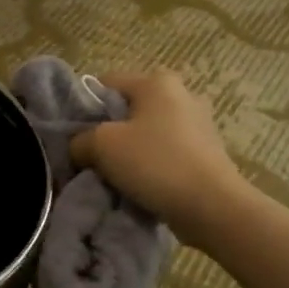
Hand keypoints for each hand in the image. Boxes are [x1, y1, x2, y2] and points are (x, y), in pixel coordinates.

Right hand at [69, 70, 246, 237]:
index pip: (105, 83)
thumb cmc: (155, 163)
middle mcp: (182, 93)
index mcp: (157, 81)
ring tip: (117, 175)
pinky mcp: (208, 151)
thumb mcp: (101, 146)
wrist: (212, 206)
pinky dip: (153, 164)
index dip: (84, 107)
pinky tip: (144, 183)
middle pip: (128, 108)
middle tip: (93, 157)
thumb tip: (79, 147)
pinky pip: (167, 151)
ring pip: (148, 131)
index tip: (76, 136)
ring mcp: (199, 123)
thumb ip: (80, 140)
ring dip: (131, 150)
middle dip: (109, 131)